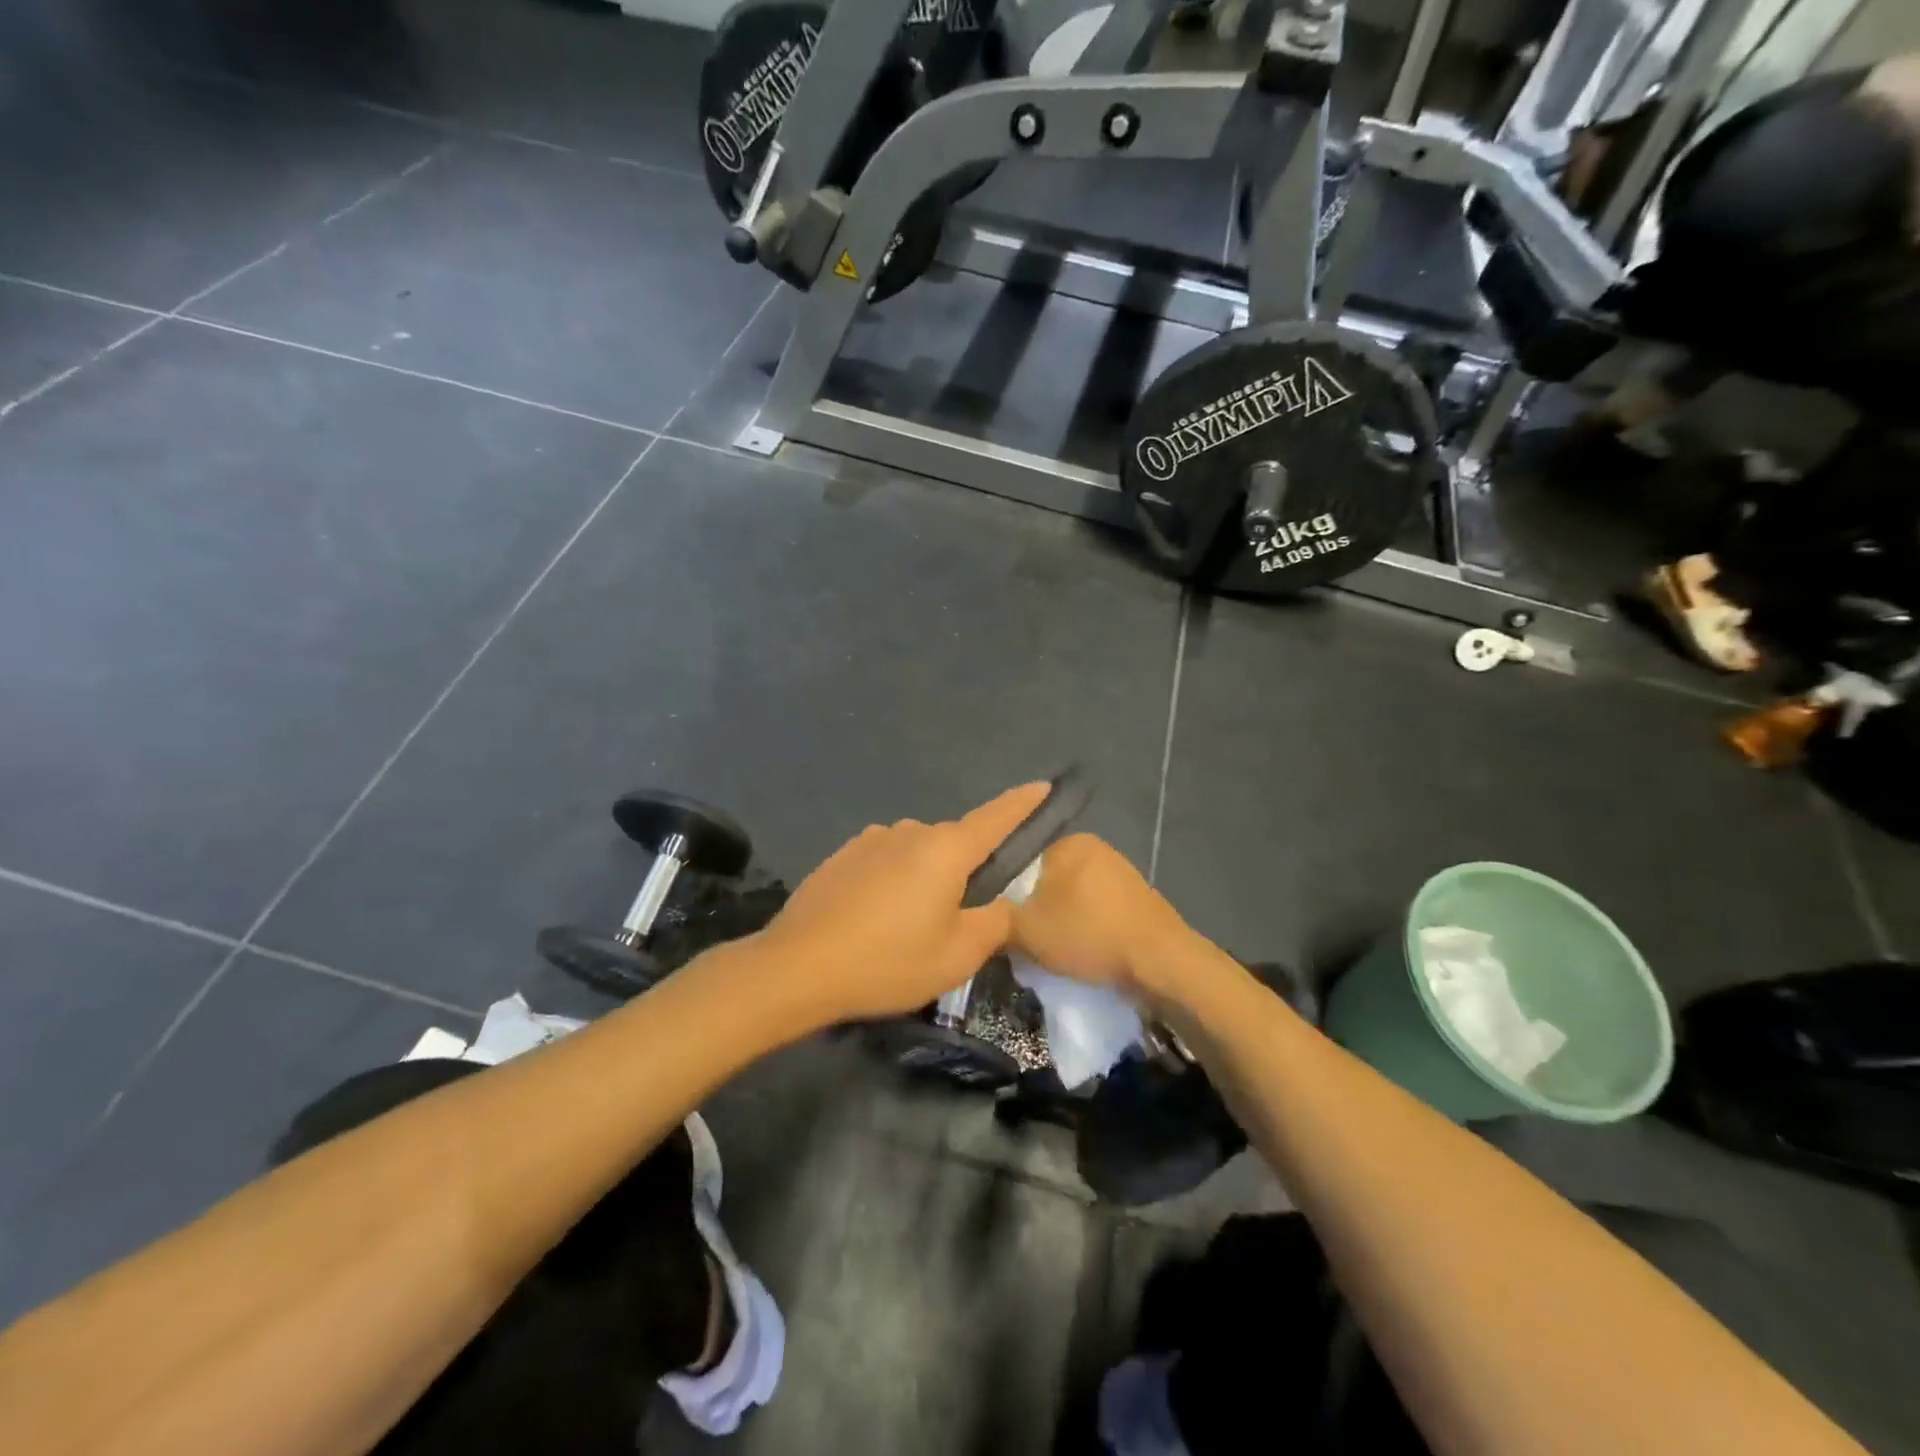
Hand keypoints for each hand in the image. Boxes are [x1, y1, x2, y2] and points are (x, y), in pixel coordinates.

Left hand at [754, 782, 1051, 1025]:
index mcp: (945, 849)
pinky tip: (876, 919)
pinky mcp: (842, 855)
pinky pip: (885, 861)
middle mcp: (910, 831)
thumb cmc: (887, 961)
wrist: (797, 967)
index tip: (1044, 785)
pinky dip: (893, 881)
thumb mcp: (957, 955)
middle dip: (965, 870)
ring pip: (917, 854)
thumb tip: (1005, 903)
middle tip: (961, 917)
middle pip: (954, 843)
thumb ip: (995, 922)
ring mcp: (871, 840)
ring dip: (925, 878)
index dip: (1024, 803)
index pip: (996, 817)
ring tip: (911, 926)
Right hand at [1009, 834, 1189, 1001]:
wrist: (1160, 962)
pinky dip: (1085, 929)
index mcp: (1068, 842)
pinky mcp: (1137, 900)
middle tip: (1022, 940)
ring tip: (1050, 952)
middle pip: (1047, 880)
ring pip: (1072, 898)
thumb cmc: (1088, 934)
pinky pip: (1096, 912)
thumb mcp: (1025, 930)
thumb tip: (986, 918)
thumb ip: (998, 919)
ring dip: (1061, 922)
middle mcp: (1096, 848)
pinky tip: (1081, 953)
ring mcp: (1120, 873)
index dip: (1006, 893)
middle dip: (1034, 908)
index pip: (1020, 860)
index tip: (1001, 921)